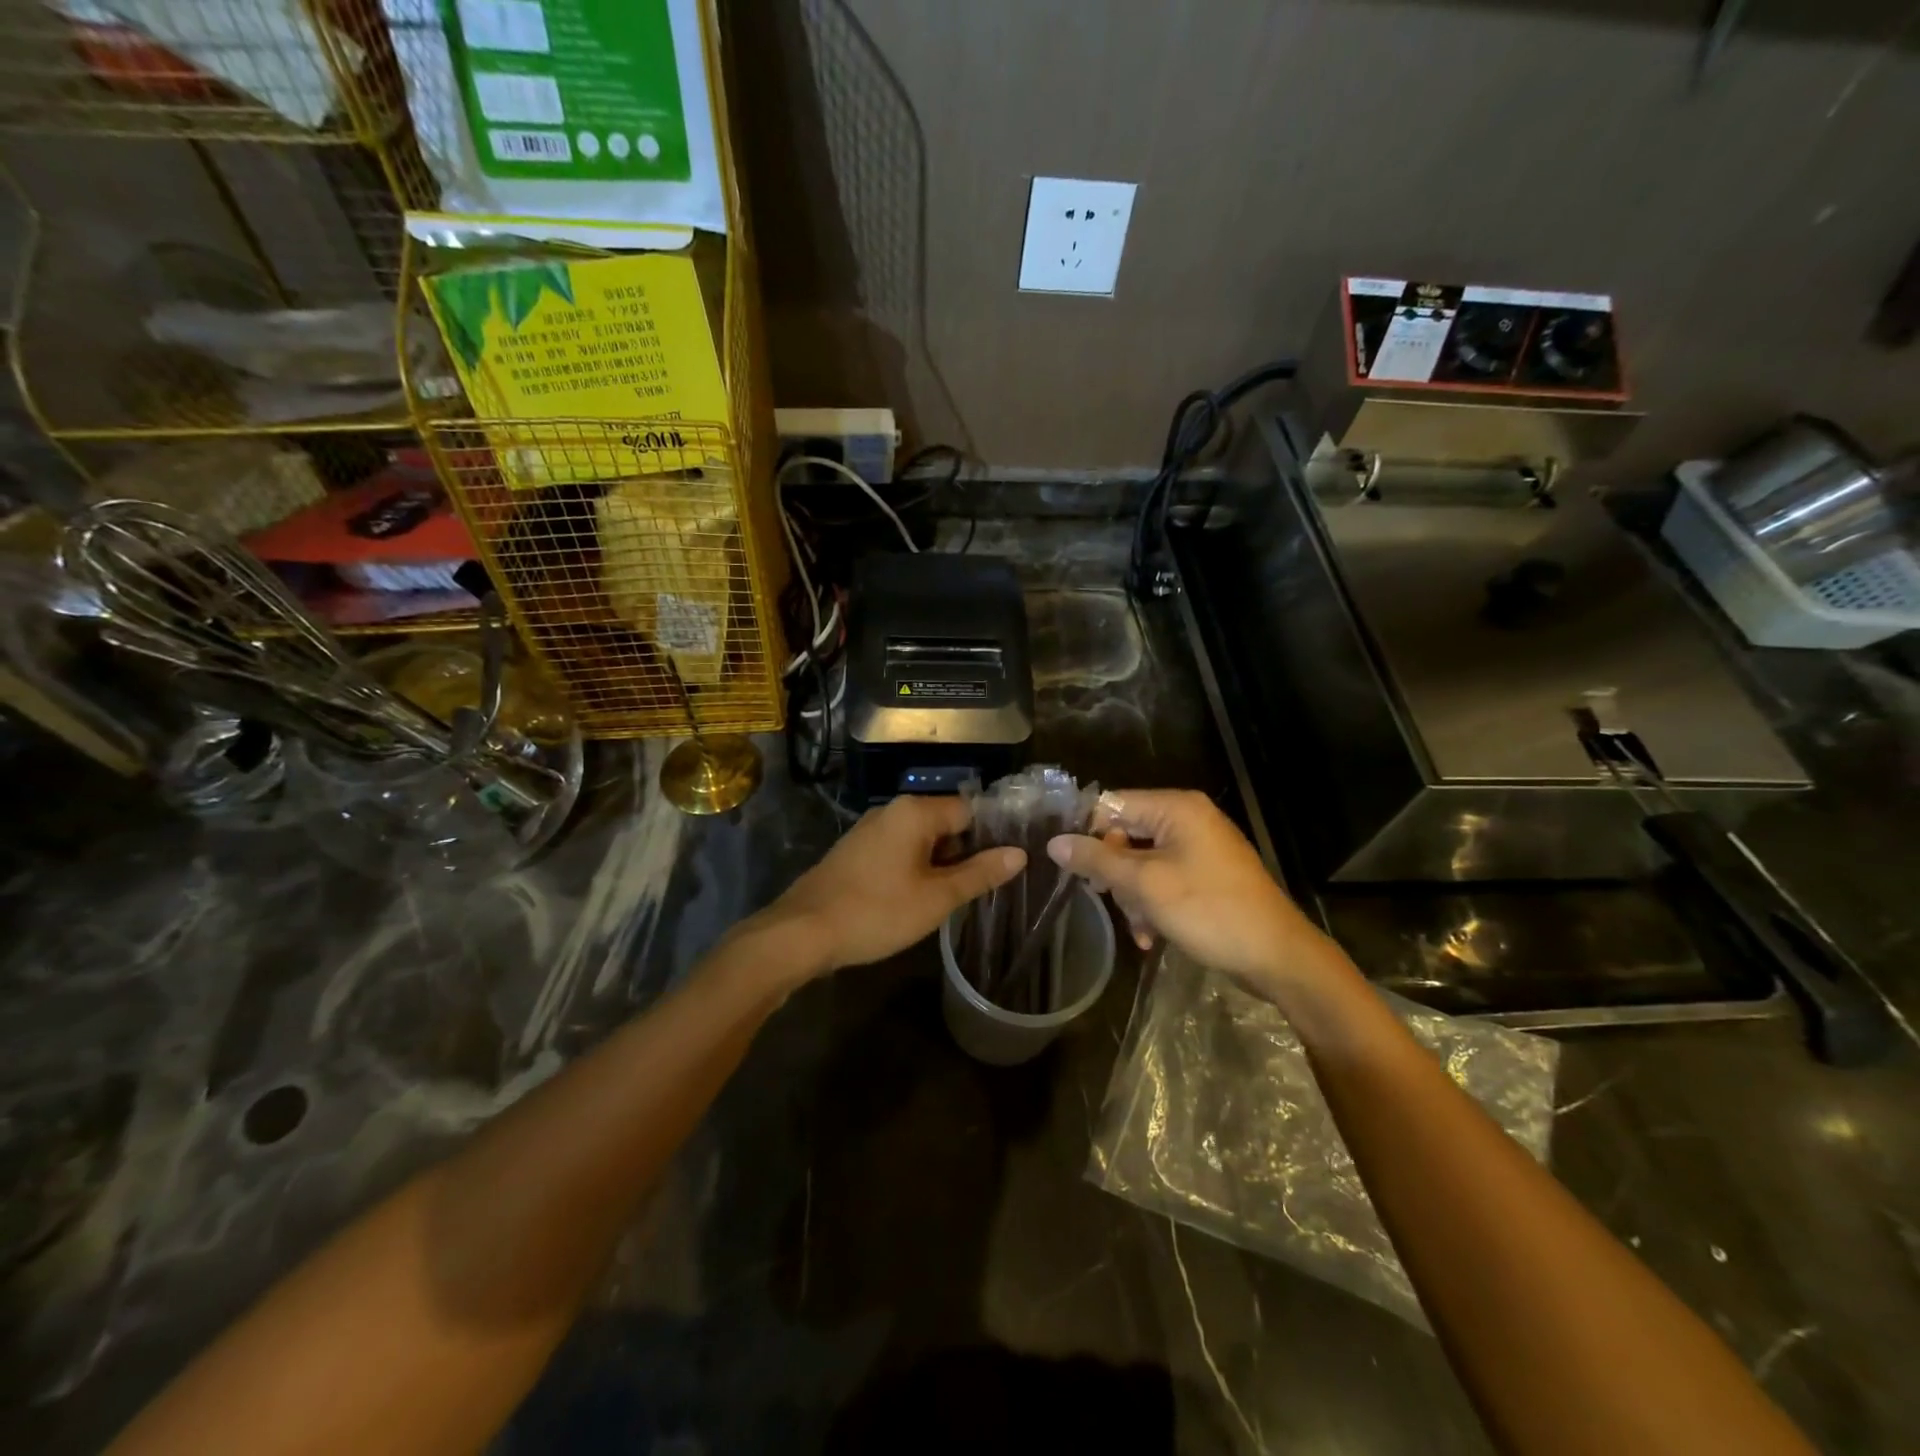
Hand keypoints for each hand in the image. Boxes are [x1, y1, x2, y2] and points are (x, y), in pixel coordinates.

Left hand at [752, 795, 1024, 977]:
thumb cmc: (877, 911)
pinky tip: (919, 898)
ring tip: (957, 897)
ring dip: (941, 864)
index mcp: (915, 811)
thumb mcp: (937, 898)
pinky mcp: (857, 851)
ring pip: (922, 839)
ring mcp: (871, 830)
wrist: (802, 932)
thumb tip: (1019, 854)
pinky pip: (900, 850)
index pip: (970, 810)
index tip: (1008, 864)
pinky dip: (916, 868)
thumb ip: (980, 873)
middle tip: (986, 887)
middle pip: (946, 823)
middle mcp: (892, 810)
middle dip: (966, 852)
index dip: (992, 836)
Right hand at [1047, 789, 1332, 988]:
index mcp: (1176, 808)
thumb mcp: (1145, 885)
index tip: (1070, 866)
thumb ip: (1097, 859)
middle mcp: (1188, 820)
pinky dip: (1153, 904)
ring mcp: (1200, 849)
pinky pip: (1164, 880)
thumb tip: (1054, 842)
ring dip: (1133, 896)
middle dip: (1114, 873)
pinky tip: (1150, 937)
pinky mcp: (1207, 876)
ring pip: (1142, 863)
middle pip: (1126, 835)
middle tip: (1107, 899)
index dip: (1088, 833)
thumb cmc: (1209, 910)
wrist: (1277, 957)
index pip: (1113, 805)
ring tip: (1139, 927)